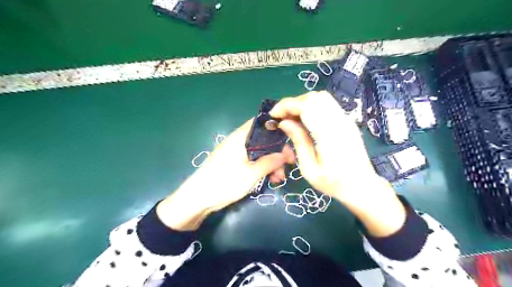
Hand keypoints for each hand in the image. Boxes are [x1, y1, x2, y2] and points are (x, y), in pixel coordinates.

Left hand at [156, 119, 293, 230]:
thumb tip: (286, 154)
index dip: (277, 128)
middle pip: (263, 140)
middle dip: (277, 151)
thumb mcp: (252, 173)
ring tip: (279, 178)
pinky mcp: (233, 163)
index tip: (291, 140)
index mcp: (241, 137)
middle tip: (289, 164)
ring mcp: (235, 153)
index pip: (261, 123)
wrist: (197, 199)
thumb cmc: (225, 182)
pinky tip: (270, 179)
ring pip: (259, 152)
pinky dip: (262, 168)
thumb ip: (270, 161)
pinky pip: (252, 161)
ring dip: (271, 162)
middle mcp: (238, 141)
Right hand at [269, 91, 376, 200]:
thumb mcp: (309, 169)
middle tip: (281, 118)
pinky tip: (305, 120)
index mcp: (329, 134)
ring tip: (291, 119)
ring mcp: (346, 119)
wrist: (362, 186)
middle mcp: (339, 121)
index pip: (306, 106)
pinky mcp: (347, 121)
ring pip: (321, 98)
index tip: (273, 115)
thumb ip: (298, 142)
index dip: (286, 105)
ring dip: (302, 103)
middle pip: (313, 97)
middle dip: (293, 103)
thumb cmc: (333, 183)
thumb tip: (284, 123)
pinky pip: (327, 104)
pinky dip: (312, 107)